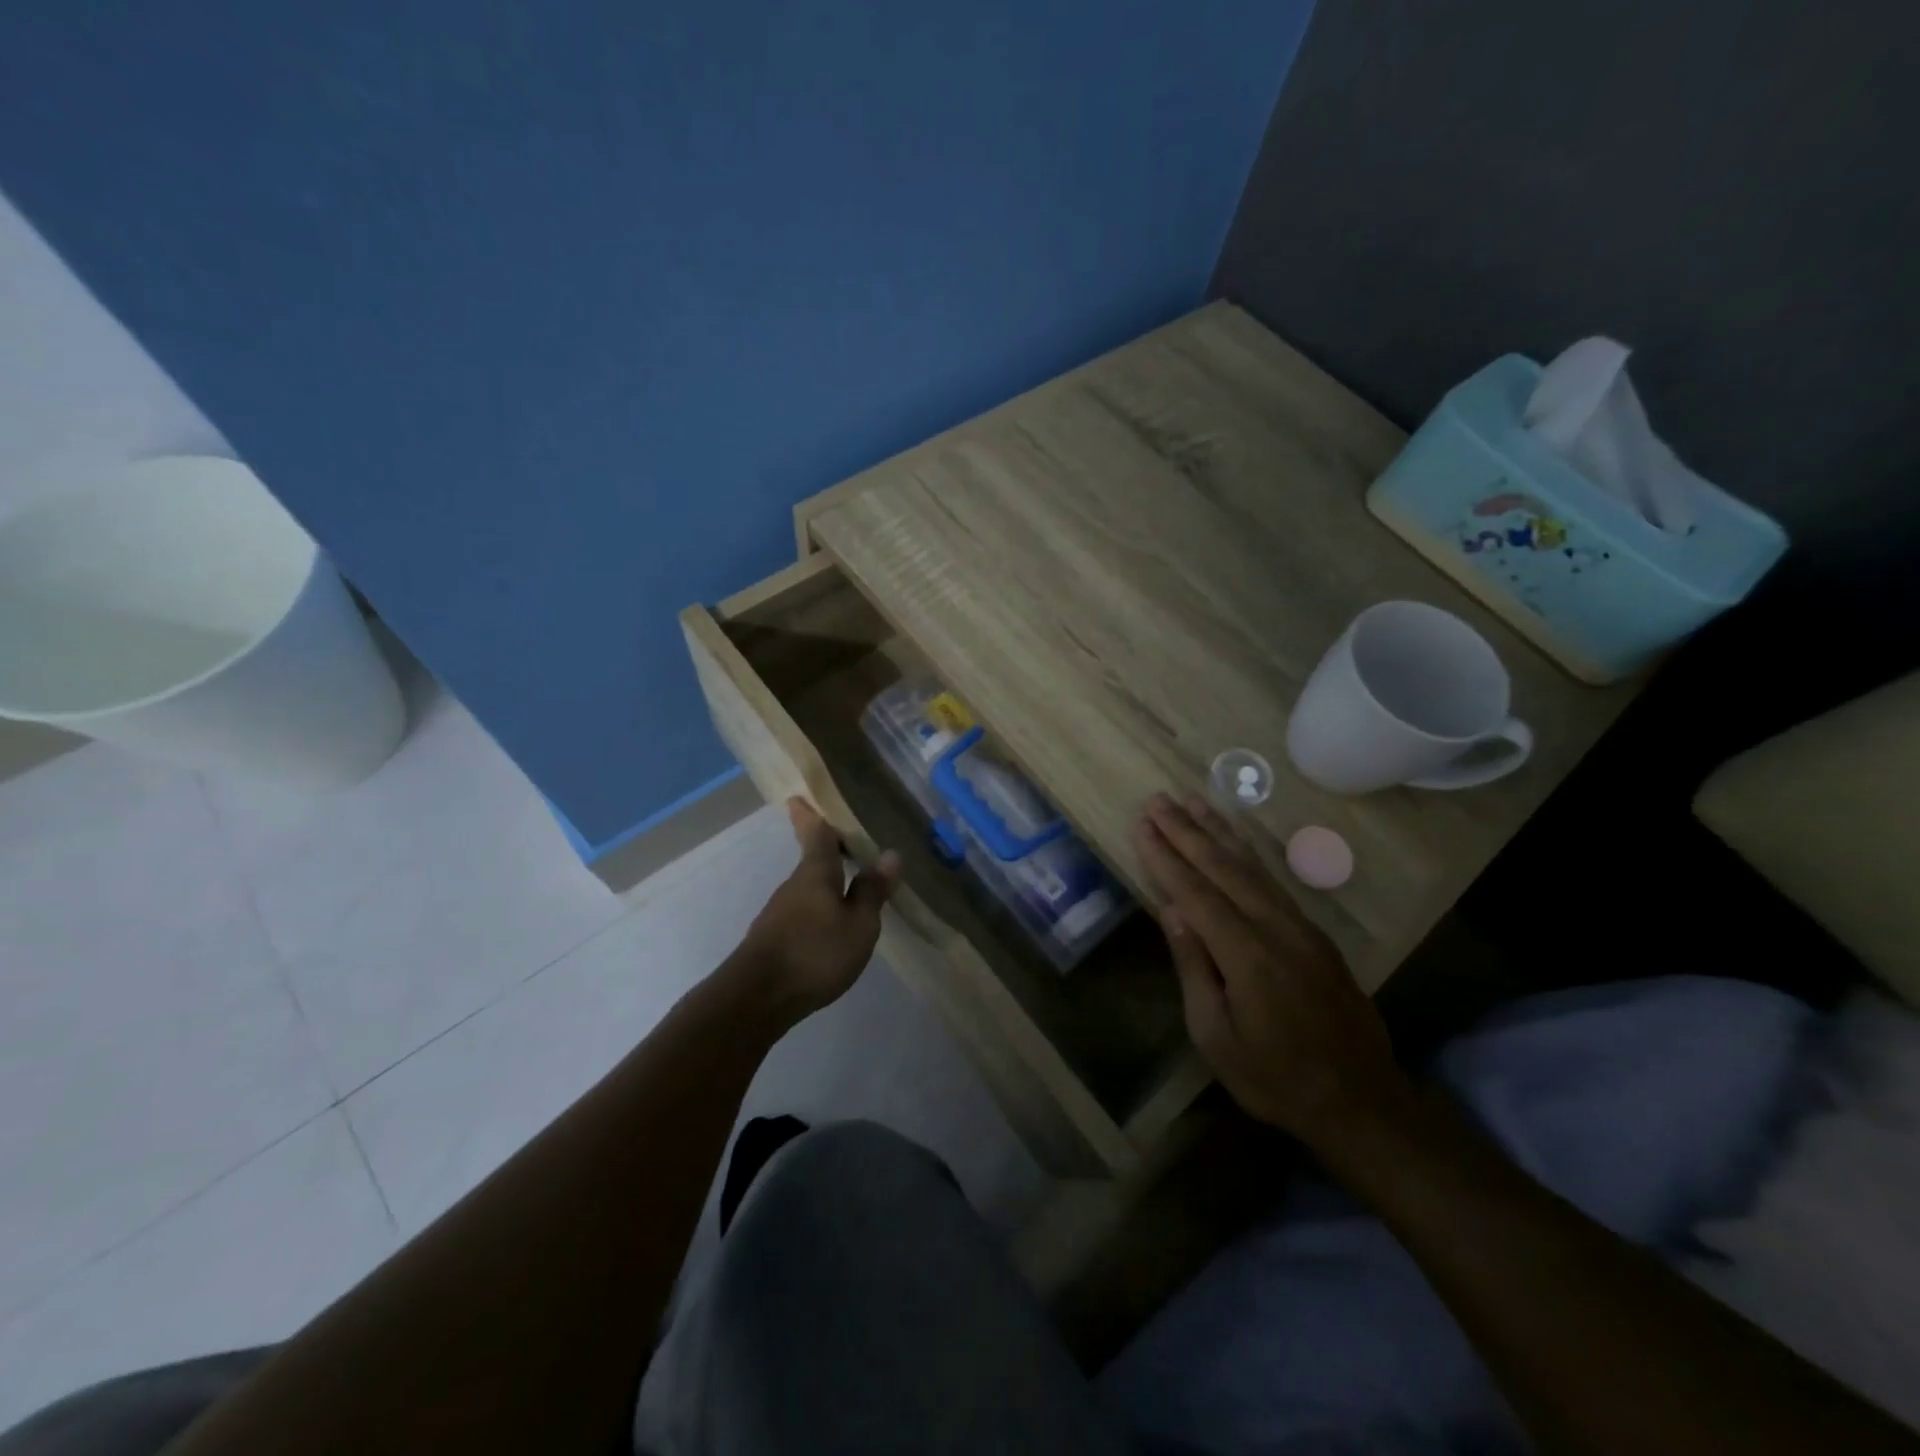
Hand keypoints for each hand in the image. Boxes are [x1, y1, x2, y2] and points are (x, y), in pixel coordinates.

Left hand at [731, 798, 898, 1021]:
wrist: (756, 998)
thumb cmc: (814, 953)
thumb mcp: (858, 925)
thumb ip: (872, 891)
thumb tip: (890, 854)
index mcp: (815, 873)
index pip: (815, 834)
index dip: (810, 815)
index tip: (798, 797)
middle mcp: (794, 886)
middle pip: (812, 860)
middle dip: (825, 849)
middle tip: (845, 840)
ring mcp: (779, 913)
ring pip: (807, 888)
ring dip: (825, 882)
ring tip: (847, 884)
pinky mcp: (773, 939)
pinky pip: (802, 911)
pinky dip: (818, 907)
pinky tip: (830, 924)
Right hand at [1134, 793, 1405, 1143]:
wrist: (1361, 1101)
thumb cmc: (1274, 1078)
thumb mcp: (1215, 1036)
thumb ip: (1194, 967)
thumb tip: (1171, 910)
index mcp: (1247, 955)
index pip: (1196, 893)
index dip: (1165, 857)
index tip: (1141, 825)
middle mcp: (1276, 928)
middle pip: (1224, 868)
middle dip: (1187, 832)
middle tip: (1158, 800)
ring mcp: (1300, 927)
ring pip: (1252, 867)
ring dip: (1219, 832)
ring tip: (1192, 802)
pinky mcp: (1314, 933)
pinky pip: (1272, 881)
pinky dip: (1248, 854)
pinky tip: (1234, 841)